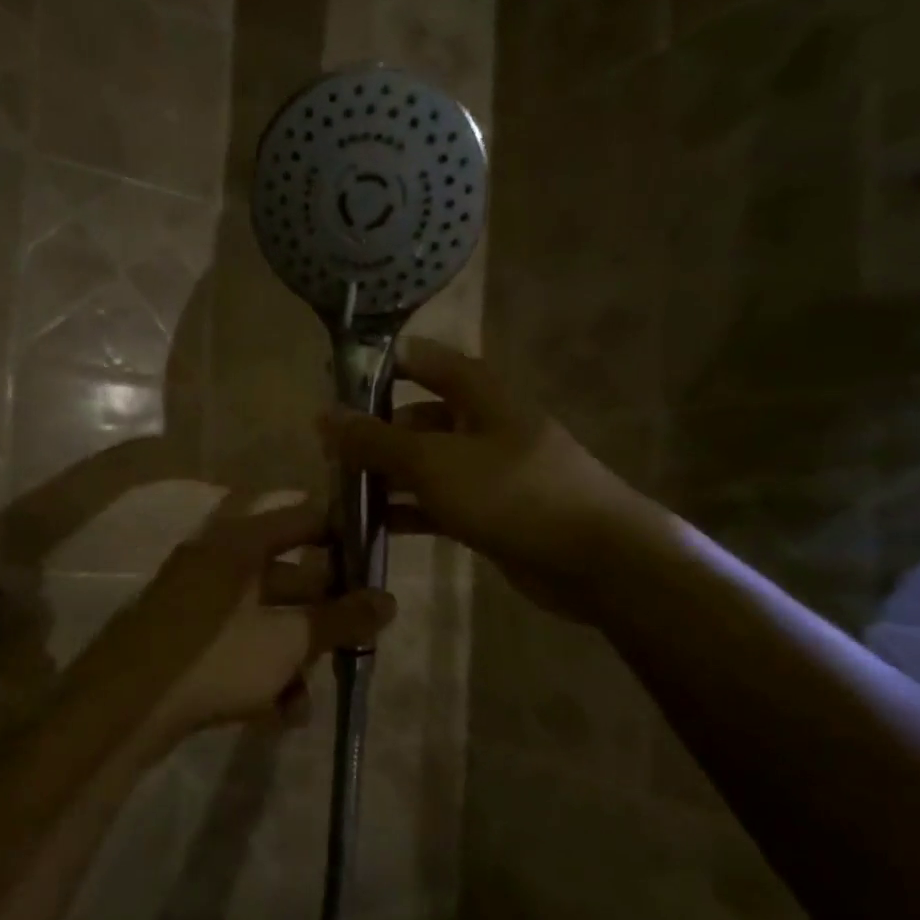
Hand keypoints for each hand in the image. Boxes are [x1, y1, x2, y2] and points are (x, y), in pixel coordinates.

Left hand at [84, 498, 397, 758]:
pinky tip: (280, 714)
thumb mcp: (288, 640)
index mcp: (239, 544)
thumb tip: (389, 601)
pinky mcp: (183, 641)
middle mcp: (216, 563)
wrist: (122, 711)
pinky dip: (262, 672)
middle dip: (323, 615)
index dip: (344, 536)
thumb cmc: (215, 658)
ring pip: (265, 619)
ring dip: (294, 656)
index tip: (376, 564)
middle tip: (356, 642)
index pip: (304, 519)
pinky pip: (237, 645)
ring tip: (307, 700)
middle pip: (288, 576)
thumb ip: (341, 619)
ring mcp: (195, 603)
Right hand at [323, 338, 657, 621]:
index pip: (424, 361)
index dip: (382, 365)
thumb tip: (324, 415)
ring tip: (340, 493)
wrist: (594, 558)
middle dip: (376, 432)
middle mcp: (483, 425)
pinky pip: (439, 504)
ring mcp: (489, 472)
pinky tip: (373, 527)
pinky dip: (409, 511)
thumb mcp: (434, 461)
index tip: (337, 382)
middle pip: (419, 418)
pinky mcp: (491, 513)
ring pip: (426, 465)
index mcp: (478, 394)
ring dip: (388, 477)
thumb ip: (376, 440)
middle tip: (329, 454)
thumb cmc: (512, 492)